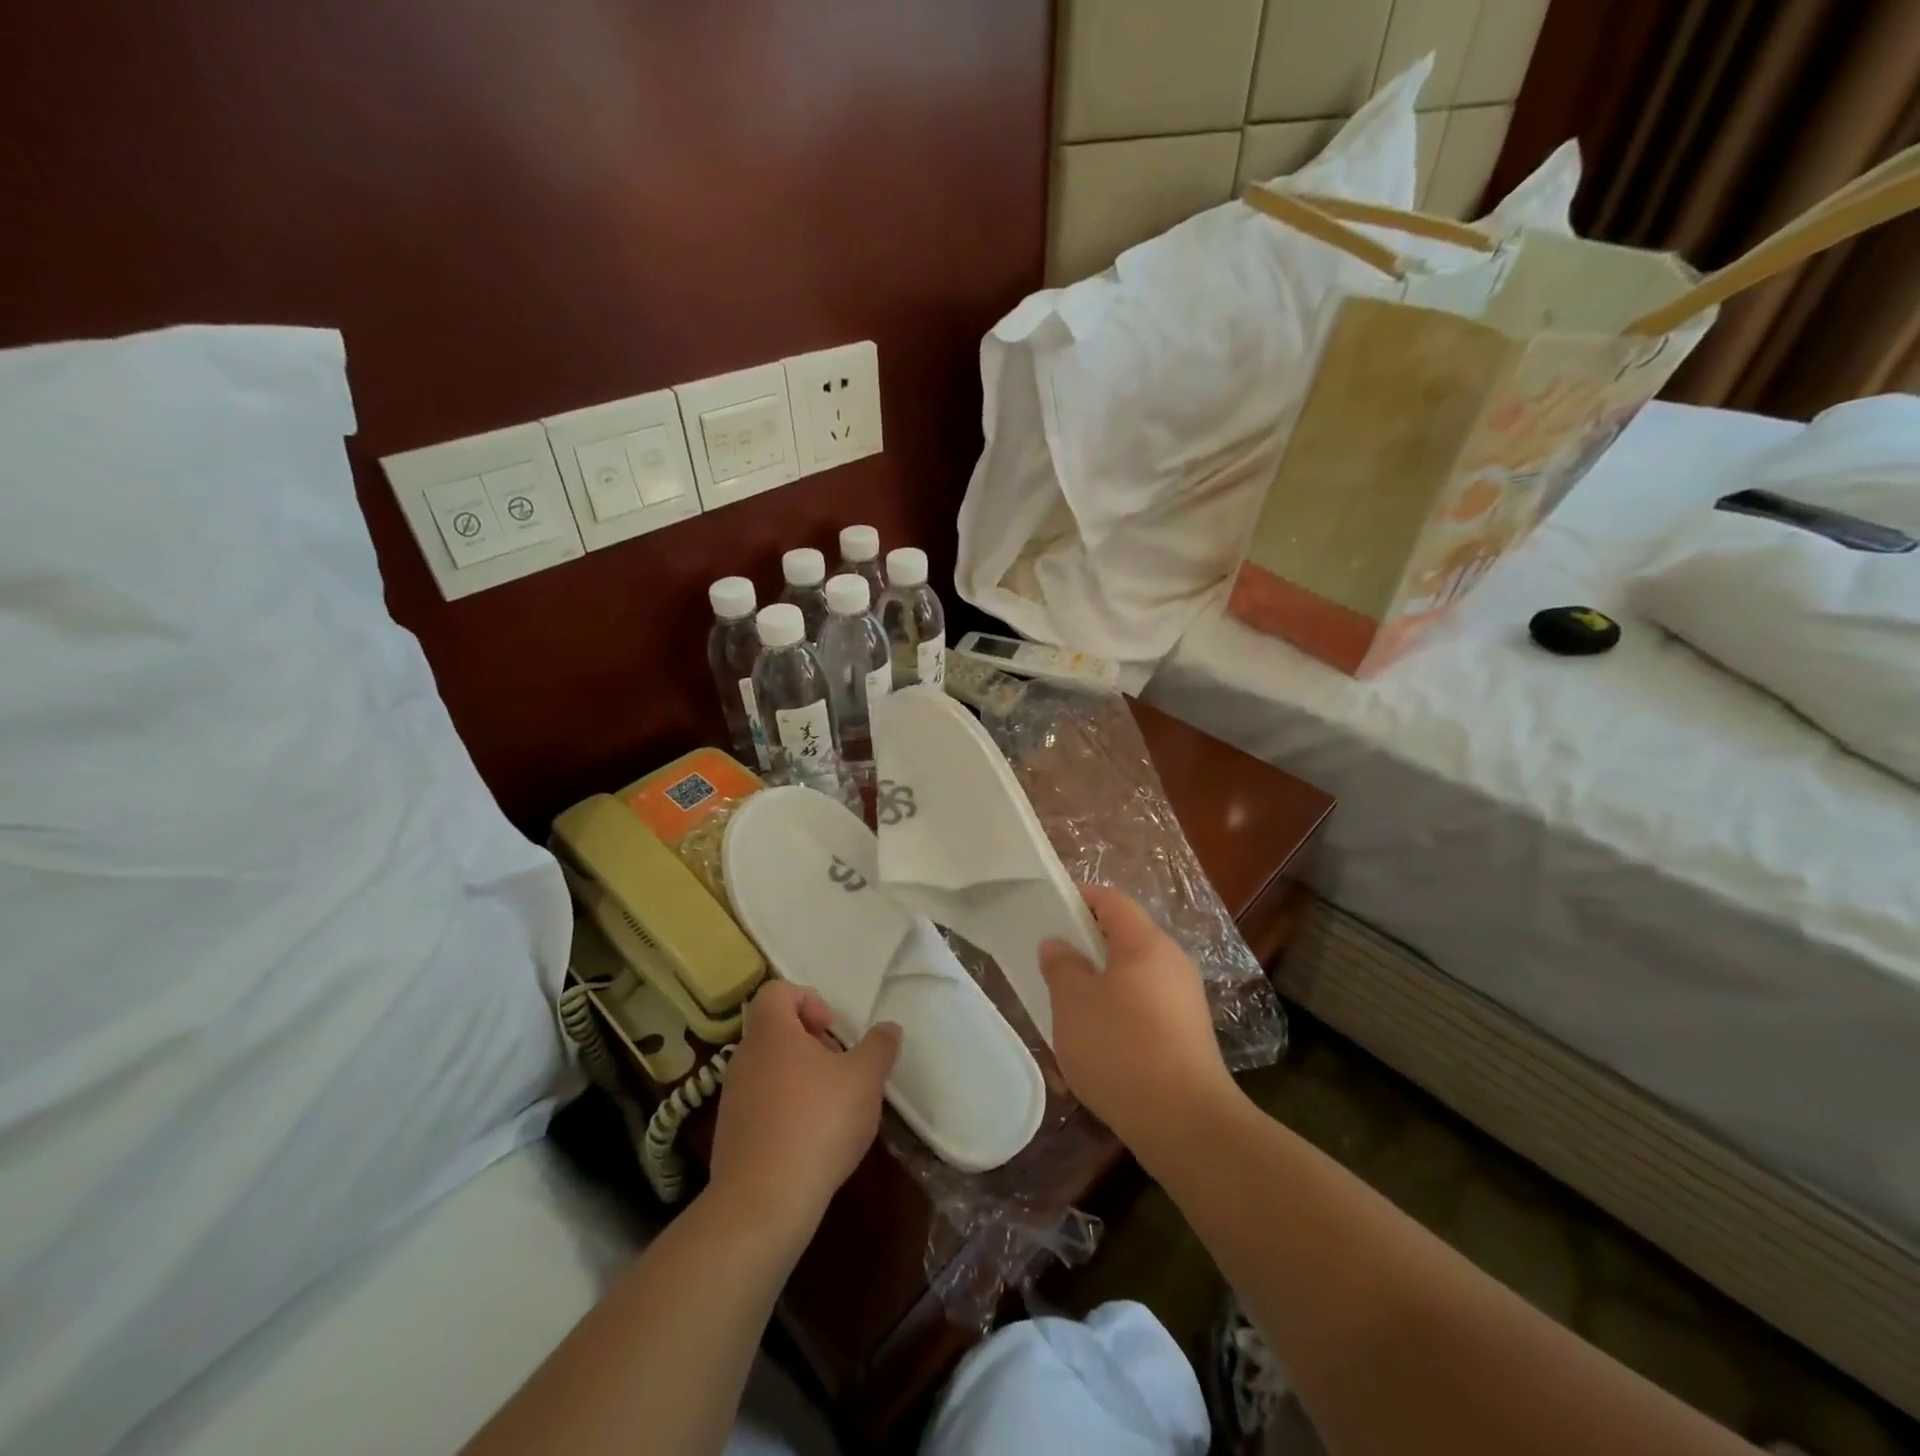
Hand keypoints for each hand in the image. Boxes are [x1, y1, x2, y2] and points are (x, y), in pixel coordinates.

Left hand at [708, 981, 899, 1235]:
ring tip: (830, 1107)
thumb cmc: (818, 1123)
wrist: (763, 1203)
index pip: (776, 992)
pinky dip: (784, 1111)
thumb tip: (888, 1028)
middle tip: (840, 1067)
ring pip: (768, 1069)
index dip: (807, 1000)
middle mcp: (744, 1058)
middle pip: (774, 1031)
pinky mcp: (729, 1135)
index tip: (832, 1029)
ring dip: (799, 1078)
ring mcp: (732, 1098)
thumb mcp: (865, 1079)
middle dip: (810, 1043)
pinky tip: (810, 1140)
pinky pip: (760, 1105)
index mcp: (771, 1032)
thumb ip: (879, 1047)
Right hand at [1039, 886, 1237, 1154]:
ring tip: (1069, 1010)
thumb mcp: (1073, 1002)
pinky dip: (1119, 1016)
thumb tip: (1058, 944)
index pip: (1112, 900)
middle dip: (1087, 947)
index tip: (1050, 910)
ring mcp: (1185, 1001)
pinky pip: (1145, 1010)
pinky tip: (1097, 1047)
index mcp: (1146, 943)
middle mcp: (1172, 963)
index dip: (1080, 898)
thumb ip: (1061, 966)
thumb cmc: (1121, 1047)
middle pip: (1125, 939)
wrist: (1185, 1122)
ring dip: (1101, 986)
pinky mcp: (1188, 1037)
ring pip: (1133, 978)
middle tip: (1053, 964)